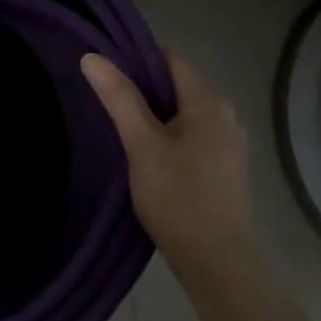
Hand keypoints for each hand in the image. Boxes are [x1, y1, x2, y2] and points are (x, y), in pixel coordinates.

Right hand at [82, 49, 251, 270]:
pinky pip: (191, 134)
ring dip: (154, 113)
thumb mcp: (141, 144)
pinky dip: (168, 134)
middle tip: (105, 97)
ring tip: (119, 123)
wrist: (216, 263)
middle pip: (177, 84)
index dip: (137, 58)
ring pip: (183, 112)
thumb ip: (119, 97)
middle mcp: (226, 115)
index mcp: (210, 102)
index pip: (170, 59)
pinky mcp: (225, 167)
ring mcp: (229, 143)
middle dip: (142, 87)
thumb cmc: (177, 196)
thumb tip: (92, 57)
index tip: (105, 69)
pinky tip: (145, 151)